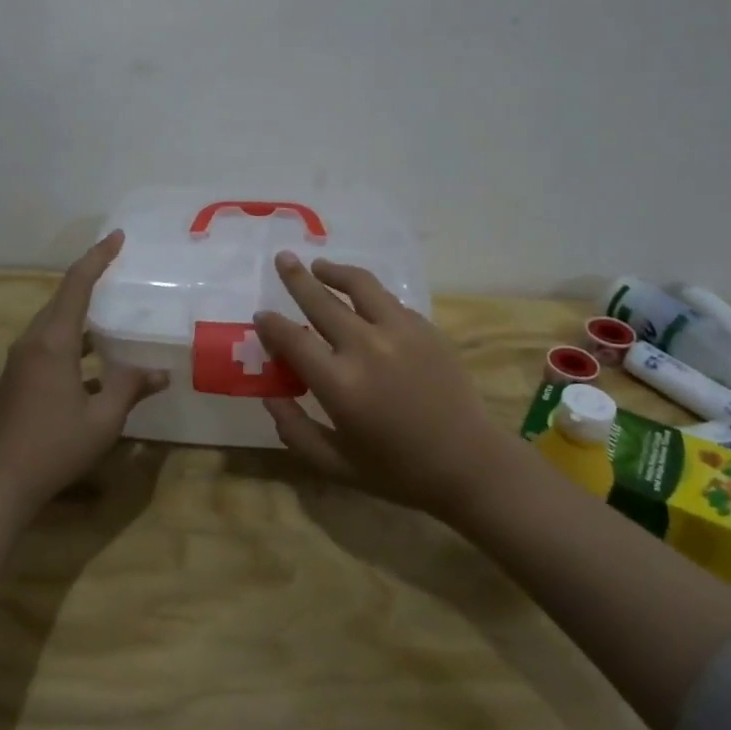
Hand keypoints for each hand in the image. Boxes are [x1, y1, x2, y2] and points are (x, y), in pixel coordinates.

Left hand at [0, 230, 168, 517]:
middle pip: (62, 300)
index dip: (98, 258)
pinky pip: (46, 347)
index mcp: (53, 342)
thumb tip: (161, 373)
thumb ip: (131, 388)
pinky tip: (92, 365)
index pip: (76, 284)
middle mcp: (32, 343)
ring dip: (80, 315)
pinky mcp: (15, 382)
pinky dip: (71, 343)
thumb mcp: (103, 419)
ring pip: (53, 325)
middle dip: (89, 281)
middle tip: (118, 270)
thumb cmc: (54, 447)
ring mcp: (19, 363)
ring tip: (110, 316)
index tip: (117, 237)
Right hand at [255, 252, 519, 523]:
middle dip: (296, 278)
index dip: (272, 325)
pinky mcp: (425, 328)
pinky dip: (368, 294)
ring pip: (359, 285)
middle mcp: (365, 347)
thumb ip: (295, 430)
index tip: (261, 315)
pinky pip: (389, 300)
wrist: (468, 463)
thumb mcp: (335, 464)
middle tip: (283, 258)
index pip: (293, 339)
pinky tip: (361, 299)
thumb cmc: (397, 470)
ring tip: (320, 265)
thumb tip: (269, 397)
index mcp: (339, 384)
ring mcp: (399, 331)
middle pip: (321, 300)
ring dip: (334, 271)